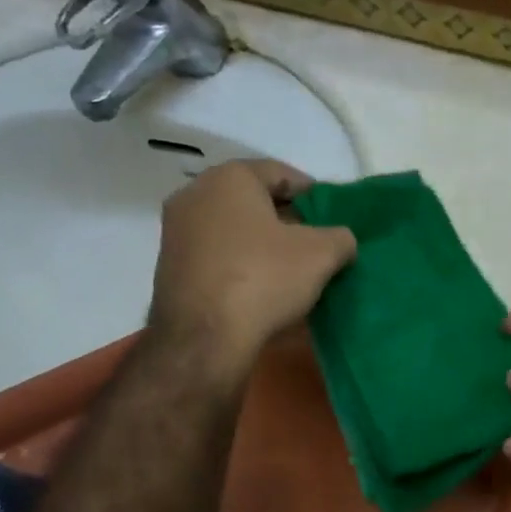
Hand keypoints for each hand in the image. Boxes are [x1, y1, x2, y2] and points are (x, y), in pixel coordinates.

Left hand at [148, 159, 354, 373]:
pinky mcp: (170, 266)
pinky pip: (218, 254)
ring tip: (294, 269)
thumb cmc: (264, 278)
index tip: (334, 219)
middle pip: (255, 200)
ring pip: (235, 228)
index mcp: (229, 178)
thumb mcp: (322, 254)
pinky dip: (242, 263)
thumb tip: (340, 240)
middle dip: (289, 220)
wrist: (204, 338)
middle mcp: (194, 194)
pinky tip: (264, 287)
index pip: (282, 174)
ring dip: (265, 243)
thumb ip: (340, 237)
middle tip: (318, 244)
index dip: (314, 195)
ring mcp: (176, 231)